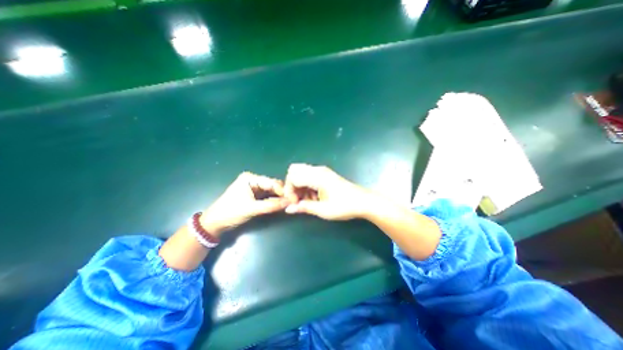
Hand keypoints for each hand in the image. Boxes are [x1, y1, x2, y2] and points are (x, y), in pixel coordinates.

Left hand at [200, 171, 289, 236]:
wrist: (215, 224)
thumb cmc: (231, 212)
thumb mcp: (252, 209)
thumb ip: (271, 206)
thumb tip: (290, 202)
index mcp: (250, 178)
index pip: (271, 182)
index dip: (283, 190)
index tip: (293, 198)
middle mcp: (253, 180)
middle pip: (272, 186)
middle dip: (282, 194)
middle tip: (293, 201)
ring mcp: (254, 188)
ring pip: (271, 192)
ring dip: (279, 198)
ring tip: (290, 203)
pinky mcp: (255, 196)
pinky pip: (268, 197)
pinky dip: (274, 201)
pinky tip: (282, 205)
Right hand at [283, 162, 373, 219]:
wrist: (363, 202)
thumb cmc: (344, 206)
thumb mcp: (323, 210)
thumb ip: (304, 207)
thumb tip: (288, 209)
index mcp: (317, 176)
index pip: (293, 177)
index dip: (289, 191)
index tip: (295, 203)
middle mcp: (318, 170)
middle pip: (294, 170)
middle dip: (292, 185)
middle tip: (298, 199)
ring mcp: (322, 171)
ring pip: (301, 172)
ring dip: (299, 185)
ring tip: (308, 200)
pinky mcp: (325, 174)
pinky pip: (309, 175)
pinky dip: (306, 184)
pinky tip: (314, 196)